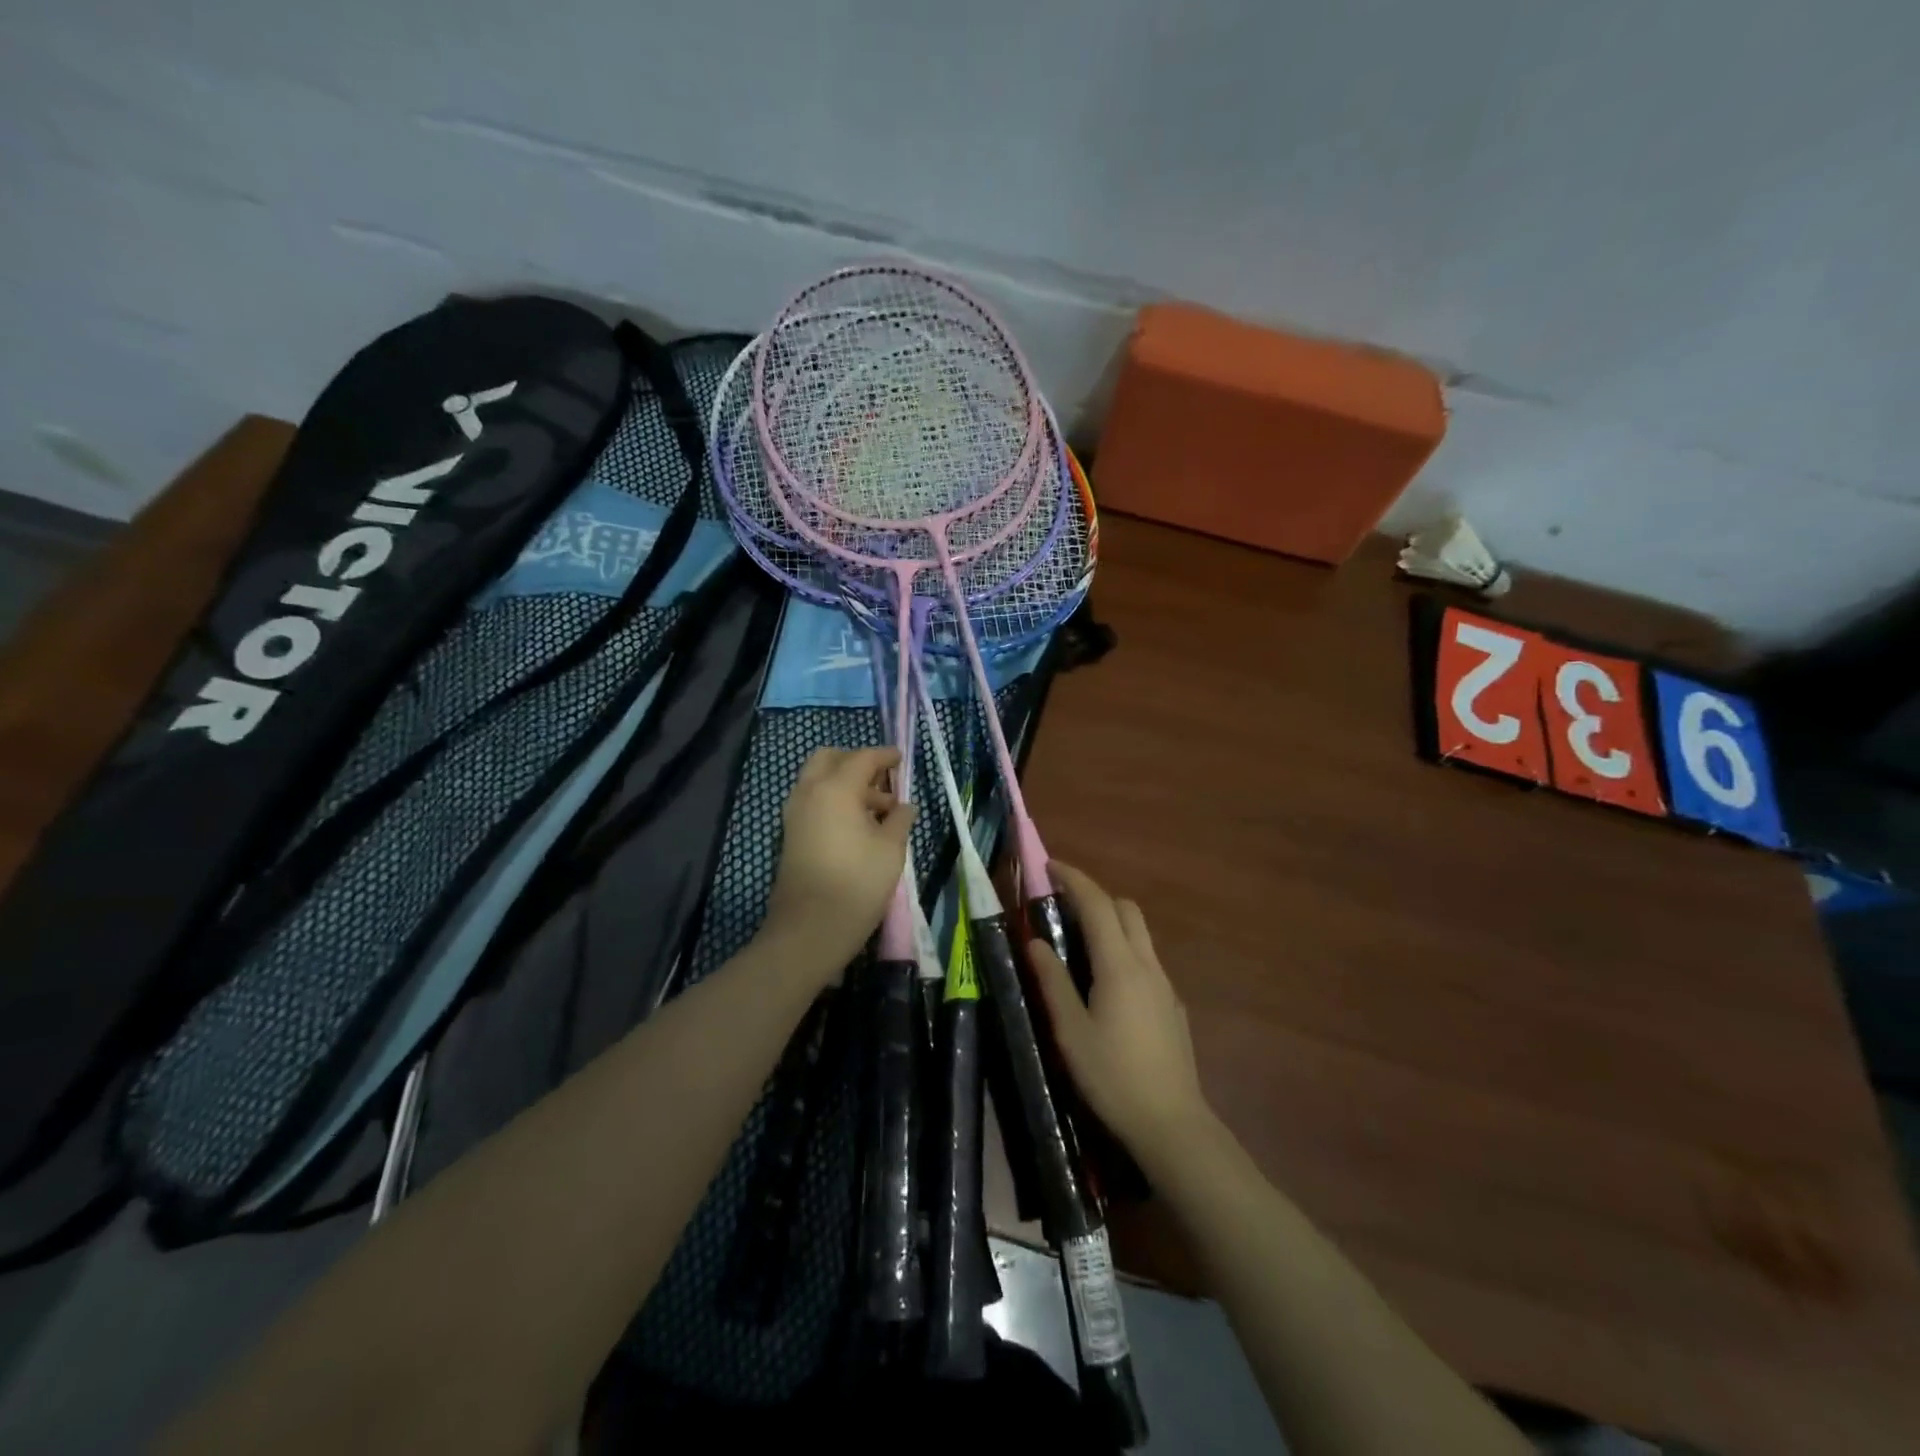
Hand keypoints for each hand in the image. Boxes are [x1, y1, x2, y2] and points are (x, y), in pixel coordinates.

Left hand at [763, 747, 915, 977]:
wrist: (809, 929)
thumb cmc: (857, 884)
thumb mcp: (891, 849)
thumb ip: (899, 820)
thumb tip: (904, 806)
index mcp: (835, 788)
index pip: (862, 758)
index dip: (885, 756)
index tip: (901, 759)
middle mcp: (809, 792)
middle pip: (830, 759)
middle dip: (856, 762)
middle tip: (882, 781)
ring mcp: (795, 813)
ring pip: (818, 780)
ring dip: (844, 783)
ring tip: (877, 810)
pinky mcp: (790, 833)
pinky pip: (812, 800)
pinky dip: (832, 800)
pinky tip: (857, 825)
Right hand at [1028, 862, 1212, 1166]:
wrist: (1171, 1124)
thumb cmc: (1112, 1076)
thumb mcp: (1070, 1031)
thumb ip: (1053, 981)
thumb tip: (1035, 942)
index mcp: (1119, 965)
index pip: (1097, 904)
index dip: (1074, 879)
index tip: (1050, 867)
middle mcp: (1147, 965)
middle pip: (1125, 910)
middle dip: (1095, 896)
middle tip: (1062, 906)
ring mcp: (1165, 985)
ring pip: (1139, 934)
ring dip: (1111, 923)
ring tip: (1079, 943)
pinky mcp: (1173, 1006)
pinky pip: (1147, 961)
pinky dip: (1124, 951)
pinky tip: (1107, 985)